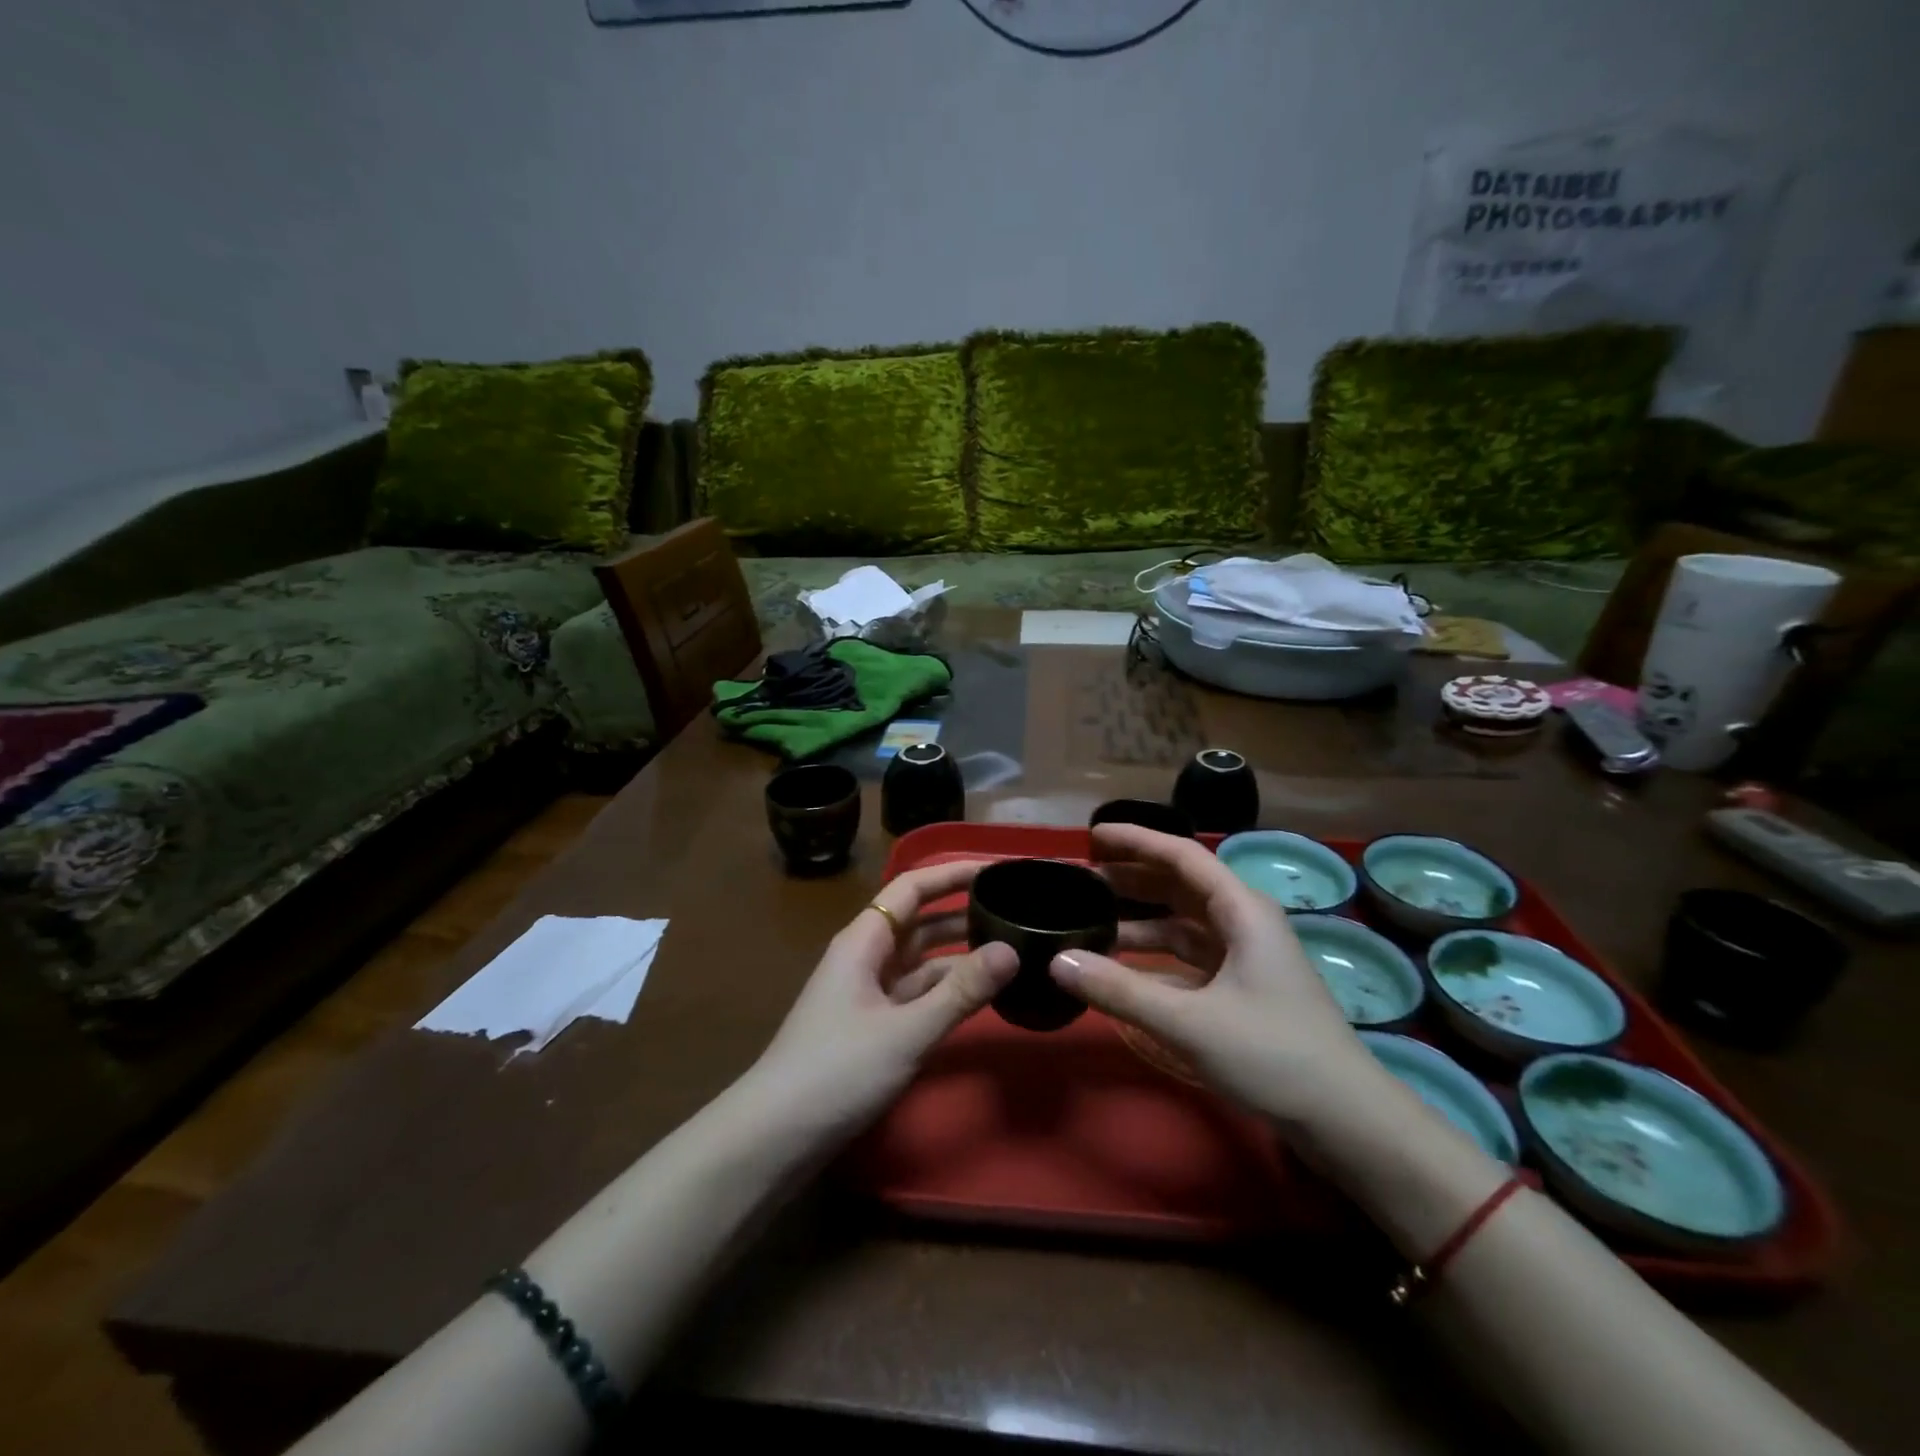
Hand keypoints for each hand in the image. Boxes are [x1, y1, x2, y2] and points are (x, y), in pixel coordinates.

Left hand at [745, 860, 1016, 1144]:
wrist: (776, 1136)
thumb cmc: (837, 1070)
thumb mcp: (907, 1031)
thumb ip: (961, 991)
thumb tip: (1012, 950)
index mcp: (865, 940)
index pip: (913, 888)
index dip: (953, 873)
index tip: (997, 869)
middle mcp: (866, 957)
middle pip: (920, 921)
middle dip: (963, 912)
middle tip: (1015, 909)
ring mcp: (869, 993)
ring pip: (922, 960)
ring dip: (960, 953)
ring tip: (1011, 948)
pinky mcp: (873, 1026)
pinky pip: (918, 994)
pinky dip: (948, 990)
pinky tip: (981, 995)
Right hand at [1050, 824, 1383, 1127]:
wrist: (1347, 1121)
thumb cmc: (1273, 1055)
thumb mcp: (1189, 1022)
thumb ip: (1119, 990)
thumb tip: (1057, 961)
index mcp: (1242, 910)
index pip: (1181, 856)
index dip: (1135, 840)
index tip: (1092, 836)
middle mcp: (1244, 922)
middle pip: (1179, 885)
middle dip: (1130, 879)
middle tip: (1080, 879)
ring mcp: (1245, 957)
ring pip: (1181, 924)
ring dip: (1138, 920)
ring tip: (1090, 921)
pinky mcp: (1241, 990)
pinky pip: (1187, 958)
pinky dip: (1153, 958)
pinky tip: (1121, 970)